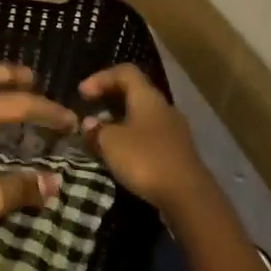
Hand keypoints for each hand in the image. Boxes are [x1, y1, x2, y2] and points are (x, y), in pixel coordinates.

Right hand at [79, 65, 208, 214]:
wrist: (188, 198)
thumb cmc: (145, 160)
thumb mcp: (110, 142)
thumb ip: (96, 129)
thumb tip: (90, 123)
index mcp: (148, 97)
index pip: (125, 72)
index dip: (101, 77)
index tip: (82, 94)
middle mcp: (164, 108)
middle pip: (134, 93)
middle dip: (109, 100)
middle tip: (90, 113)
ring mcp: (174, 131)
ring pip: (142, 117)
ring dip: (119, 122)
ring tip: (101, 138)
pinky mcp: (178, 153)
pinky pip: (150, 137)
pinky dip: (132, 140)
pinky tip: (121, 157)